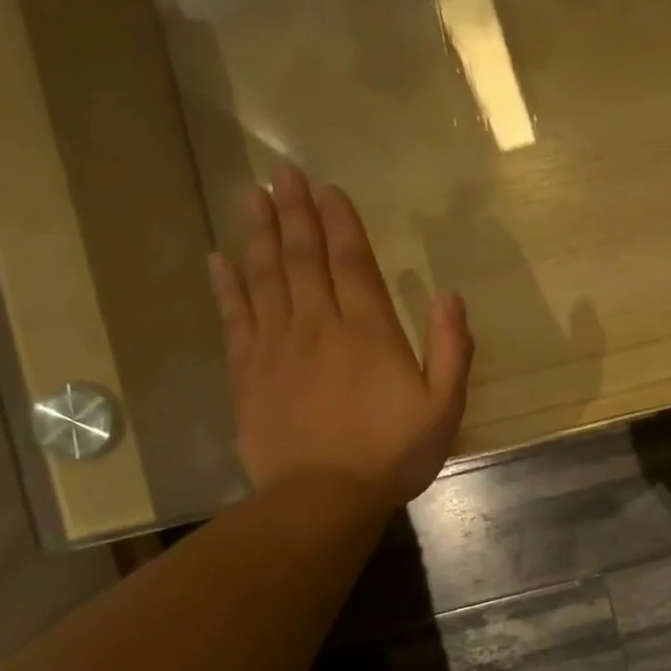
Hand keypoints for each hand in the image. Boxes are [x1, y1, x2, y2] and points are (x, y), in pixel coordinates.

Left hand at [208, 164, 473, 503]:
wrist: (323, 498)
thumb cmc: (392, 455)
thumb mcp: (444, 408)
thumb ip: (452, 350)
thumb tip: (450, 296)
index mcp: (369, 332)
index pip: (352, 263)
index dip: (341, 223)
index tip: (328, 188)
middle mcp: (319, 325)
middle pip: (302, 257)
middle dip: (294, 212)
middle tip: (282, 172)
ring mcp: (276, 346)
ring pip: (264, 276)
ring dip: (257, 232)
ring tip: (250, 195)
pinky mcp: (246, 372)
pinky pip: (233, 317)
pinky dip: (226, 285)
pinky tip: (219, 259)